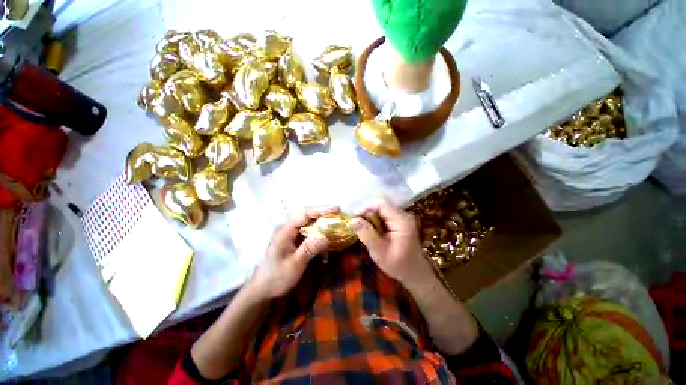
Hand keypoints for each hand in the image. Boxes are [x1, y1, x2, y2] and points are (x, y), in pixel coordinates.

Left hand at [245, 207, 334, 300]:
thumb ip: (309, 249)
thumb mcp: (294, 265)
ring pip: (307, 220)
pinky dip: (317, 226)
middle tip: (337, 210)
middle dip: (321, 211)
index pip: (303, 215)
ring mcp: (290, 232)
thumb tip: (326, 237)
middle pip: (305, 213)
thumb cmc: (277, 277)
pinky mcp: (293, 238)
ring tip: (335, 217)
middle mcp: (287, 228)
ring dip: (320, 217)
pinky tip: (326, 228)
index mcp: (285, 231)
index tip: (335, 209)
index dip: (320, 210)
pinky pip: (307, 228)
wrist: (263, 288)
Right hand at [349, 200, 434, 287]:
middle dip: (368, 214)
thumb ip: (366, 234)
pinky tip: (373, 231)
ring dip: (371, 218)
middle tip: (358, 226)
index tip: (355, 218)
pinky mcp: (401, 222)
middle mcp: (404, 215)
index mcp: (402, 221)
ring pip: (382, 210)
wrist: (415, 273)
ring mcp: (404, 218)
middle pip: (382, 206)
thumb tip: (352, 220)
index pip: (381, 204)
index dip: (366, 207)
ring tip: (364, 230)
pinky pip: (385, 215)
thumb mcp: (379, 252)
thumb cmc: (398, 265)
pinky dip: (376, 221)